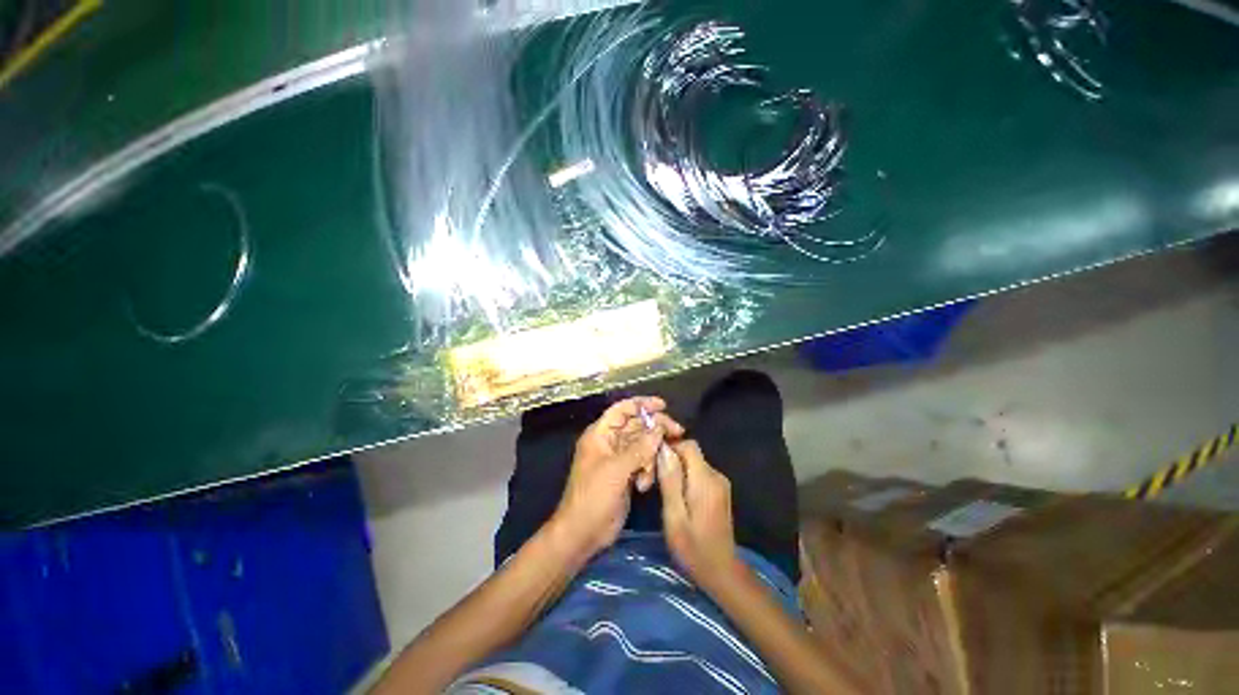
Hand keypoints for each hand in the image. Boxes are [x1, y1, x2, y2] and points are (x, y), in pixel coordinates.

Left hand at [549, 397, 683, 560]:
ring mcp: (619, 458)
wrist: (583, 533)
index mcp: (601, 434)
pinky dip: (647, 470)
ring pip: (643, 445)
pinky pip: (643, 462)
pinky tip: (643, 485)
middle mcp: (610, 442)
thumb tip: (659, 429)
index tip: (663, 405)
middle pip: (637, 425)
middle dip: (656, 429)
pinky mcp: (626, 473)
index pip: (622, 409)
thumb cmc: (593, 497)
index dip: (642, 404)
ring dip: (651, 457)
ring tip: (648, 474)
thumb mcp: (616, 470)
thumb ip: (639, 448)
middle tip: (677, 432)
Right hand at [658, 440, 744, 593]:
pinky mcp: (719, 490)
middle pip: (691, 453)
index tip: (654, 460)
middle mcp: (716, 475)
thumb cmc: (693, 548)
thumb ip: (670, 481)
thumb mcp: (674, 516)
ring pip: (694, 462)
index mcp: (705, 479)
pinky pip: (699, 473)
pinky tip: (677, 496)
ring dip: (678, 469)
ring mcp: (720, 483)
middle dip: (672, 459)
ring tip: (663, 489)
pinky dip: (686, 477)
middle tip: (655, 478)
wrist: (721, 572)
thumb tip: (664, 449)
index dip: (671, 446)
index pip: (689, 445)